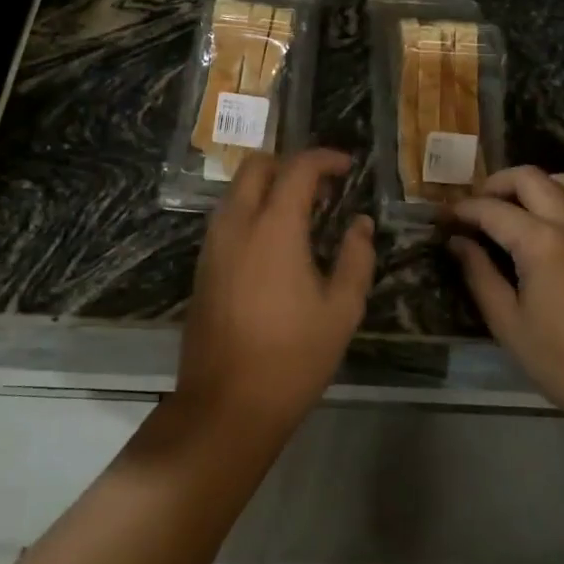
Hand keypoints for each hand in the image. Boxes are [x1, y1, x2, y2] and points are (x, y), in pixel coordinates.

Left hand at [177, 149, 374, 439]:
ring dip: (268, 186)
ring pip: (237, 190)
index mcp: (274, 227)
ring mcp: (213, 244)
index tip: (347, 166)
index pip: (298, 169)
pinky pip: (227, 217)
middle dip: (289, 163)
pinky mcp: (202, 265)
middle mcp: (237, 224)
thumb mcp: (341, 310)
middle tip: (321, 187)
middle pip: (256, 166)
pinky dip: (252, 209)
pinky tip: (275, 241)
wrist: (226, 404)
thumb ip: (356, 258)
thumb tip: (360, 224)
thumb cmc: (292, 358)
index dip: (325, 159)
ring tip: (302, 213)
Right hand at [447, 167, 563, 430]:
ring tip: (524, 205)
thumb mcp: (508, 324)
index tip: (443, 217)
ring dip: (543, 184)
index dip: (462, 209)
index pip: (492, 209)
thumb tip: (458, 243)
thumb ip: (479, 275)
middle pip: (532, 178)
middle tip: (479, 205)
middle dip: (497, 183)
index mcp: (542, 243)